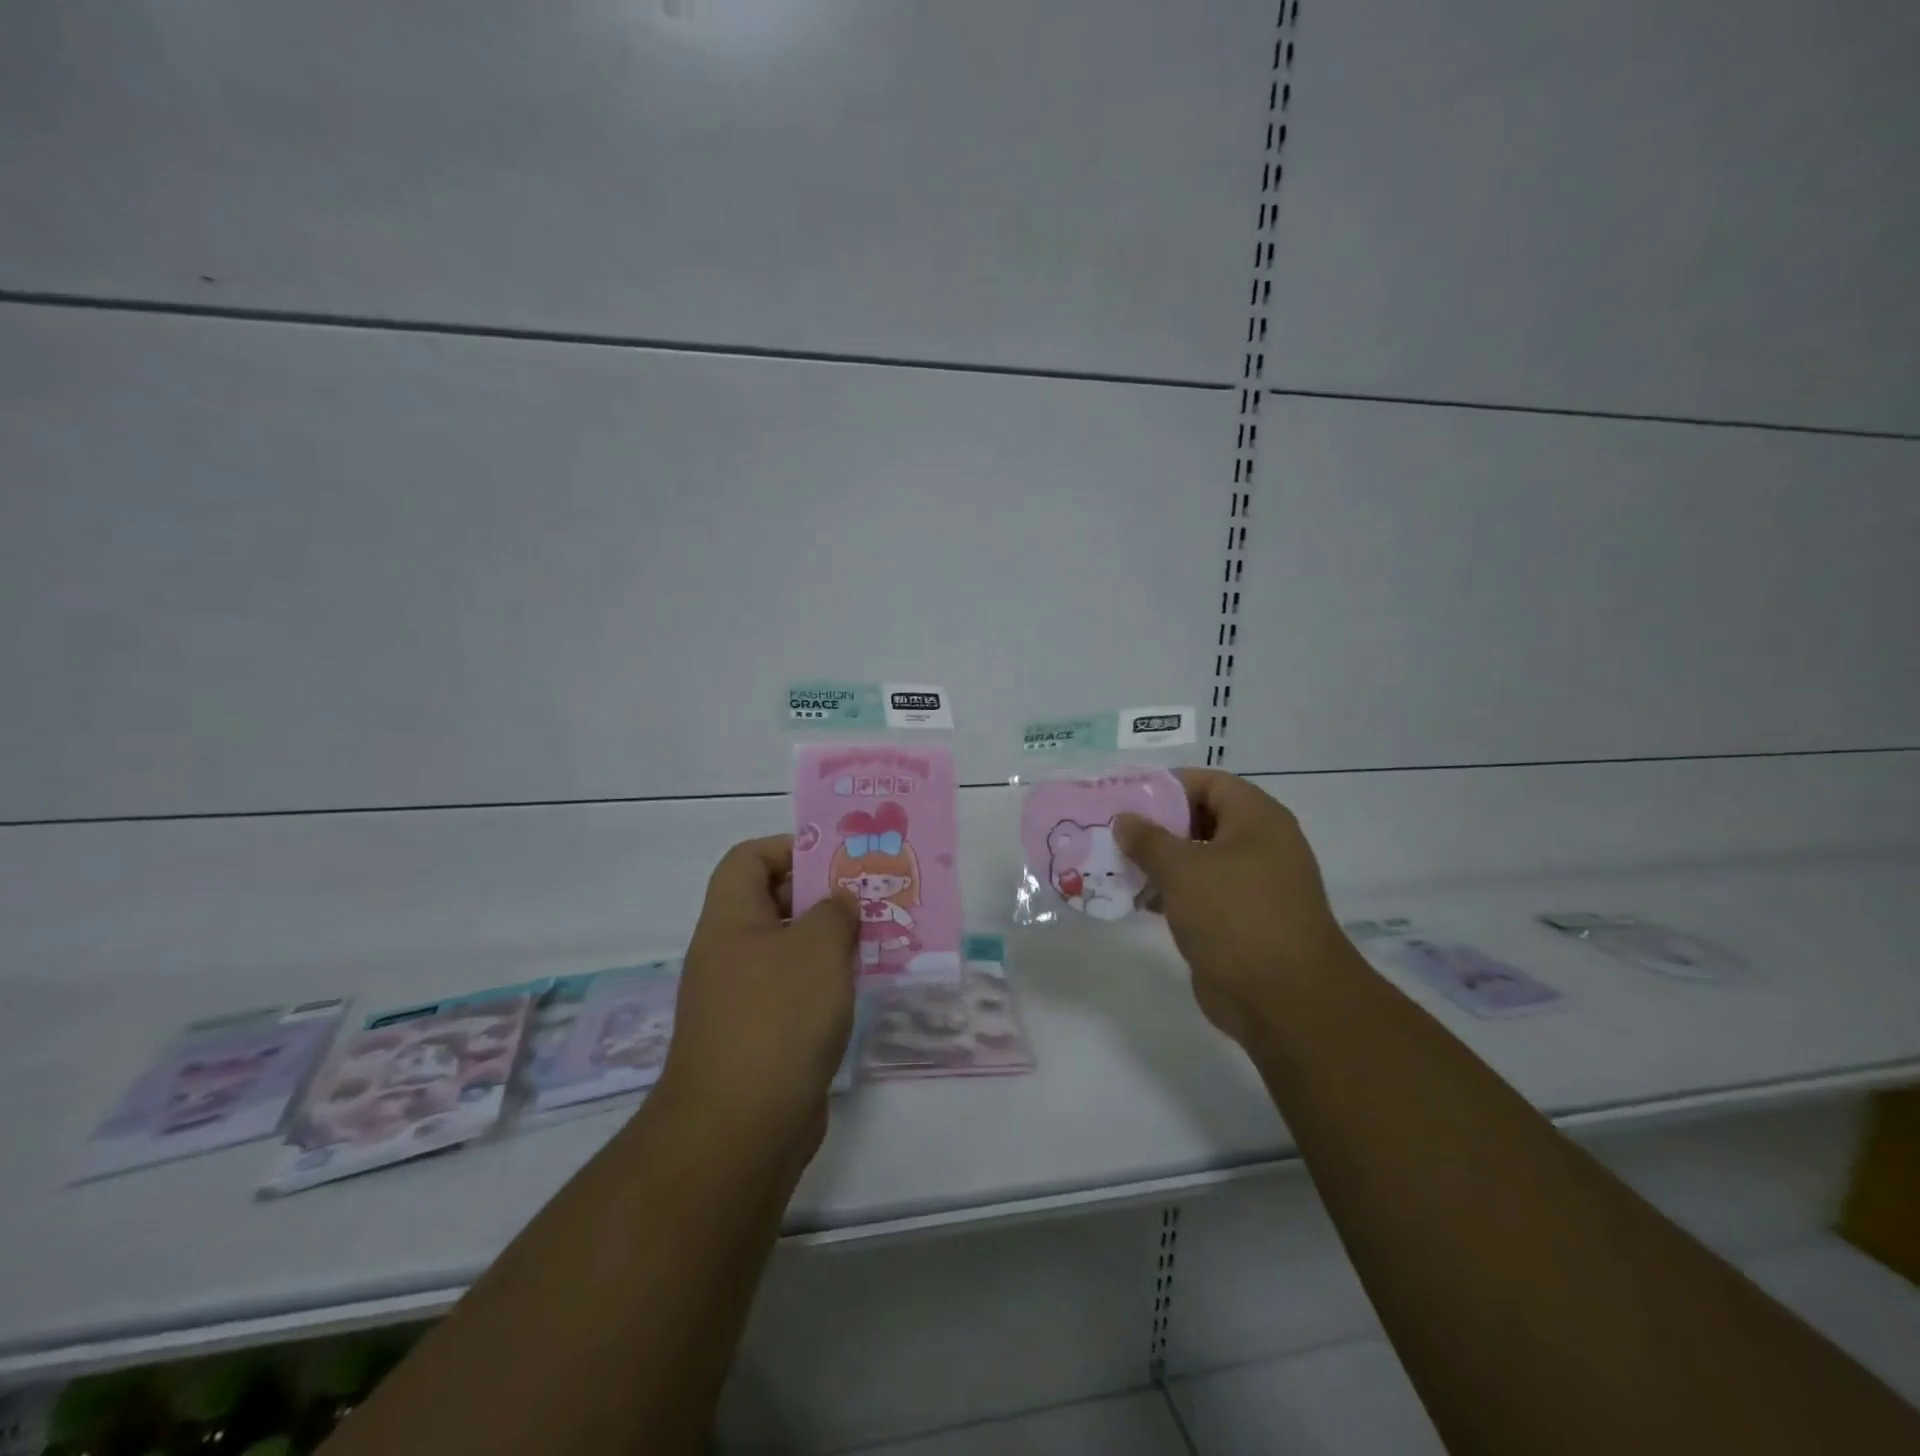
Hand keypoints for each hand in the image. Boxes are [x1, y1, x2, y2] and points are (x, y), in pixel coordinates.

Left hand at [657, 836, 858, 1151]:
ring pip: (789, 950)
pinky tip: (860, 988)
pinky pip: (795, 992)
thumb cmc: (778, 1017)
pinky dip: (825, 983)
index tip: (836, 861)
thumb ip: (834, 912)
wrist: (741, 1129)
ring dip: (830, 942)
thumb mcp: (817, 947)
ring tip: (877, 938)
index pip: (748, 859)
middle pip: (772, 902)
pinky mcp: (760, 1037)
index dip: (790, 848)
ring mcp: (742, 998)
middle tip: (869, 897)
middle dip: (821, 896)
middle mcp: (729, 953)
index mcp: (730, 920)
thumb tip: (838, 904)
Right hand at [1115, 770, 1357, 1048]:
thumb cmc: (1235, 915)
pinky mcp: (1241, 921)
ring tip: (1114, 864)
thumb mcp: (1182, 868)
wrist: (1285, 999)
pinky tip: (1136, 899)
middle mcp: (1259, 846)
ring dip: (1159, 862)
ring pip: (1198, 860)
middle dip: (1157, 825)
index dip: (1167, 785)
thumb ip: (1148, 839)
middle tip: (1113, 830)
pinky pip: (1200, 894)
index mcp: (1257, 819)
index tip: (1126, 795)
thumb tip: (1125, 819)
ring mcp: (1252, 886)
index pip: (1208, 783)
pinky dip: (1170, 893)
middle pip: (1201, 820)